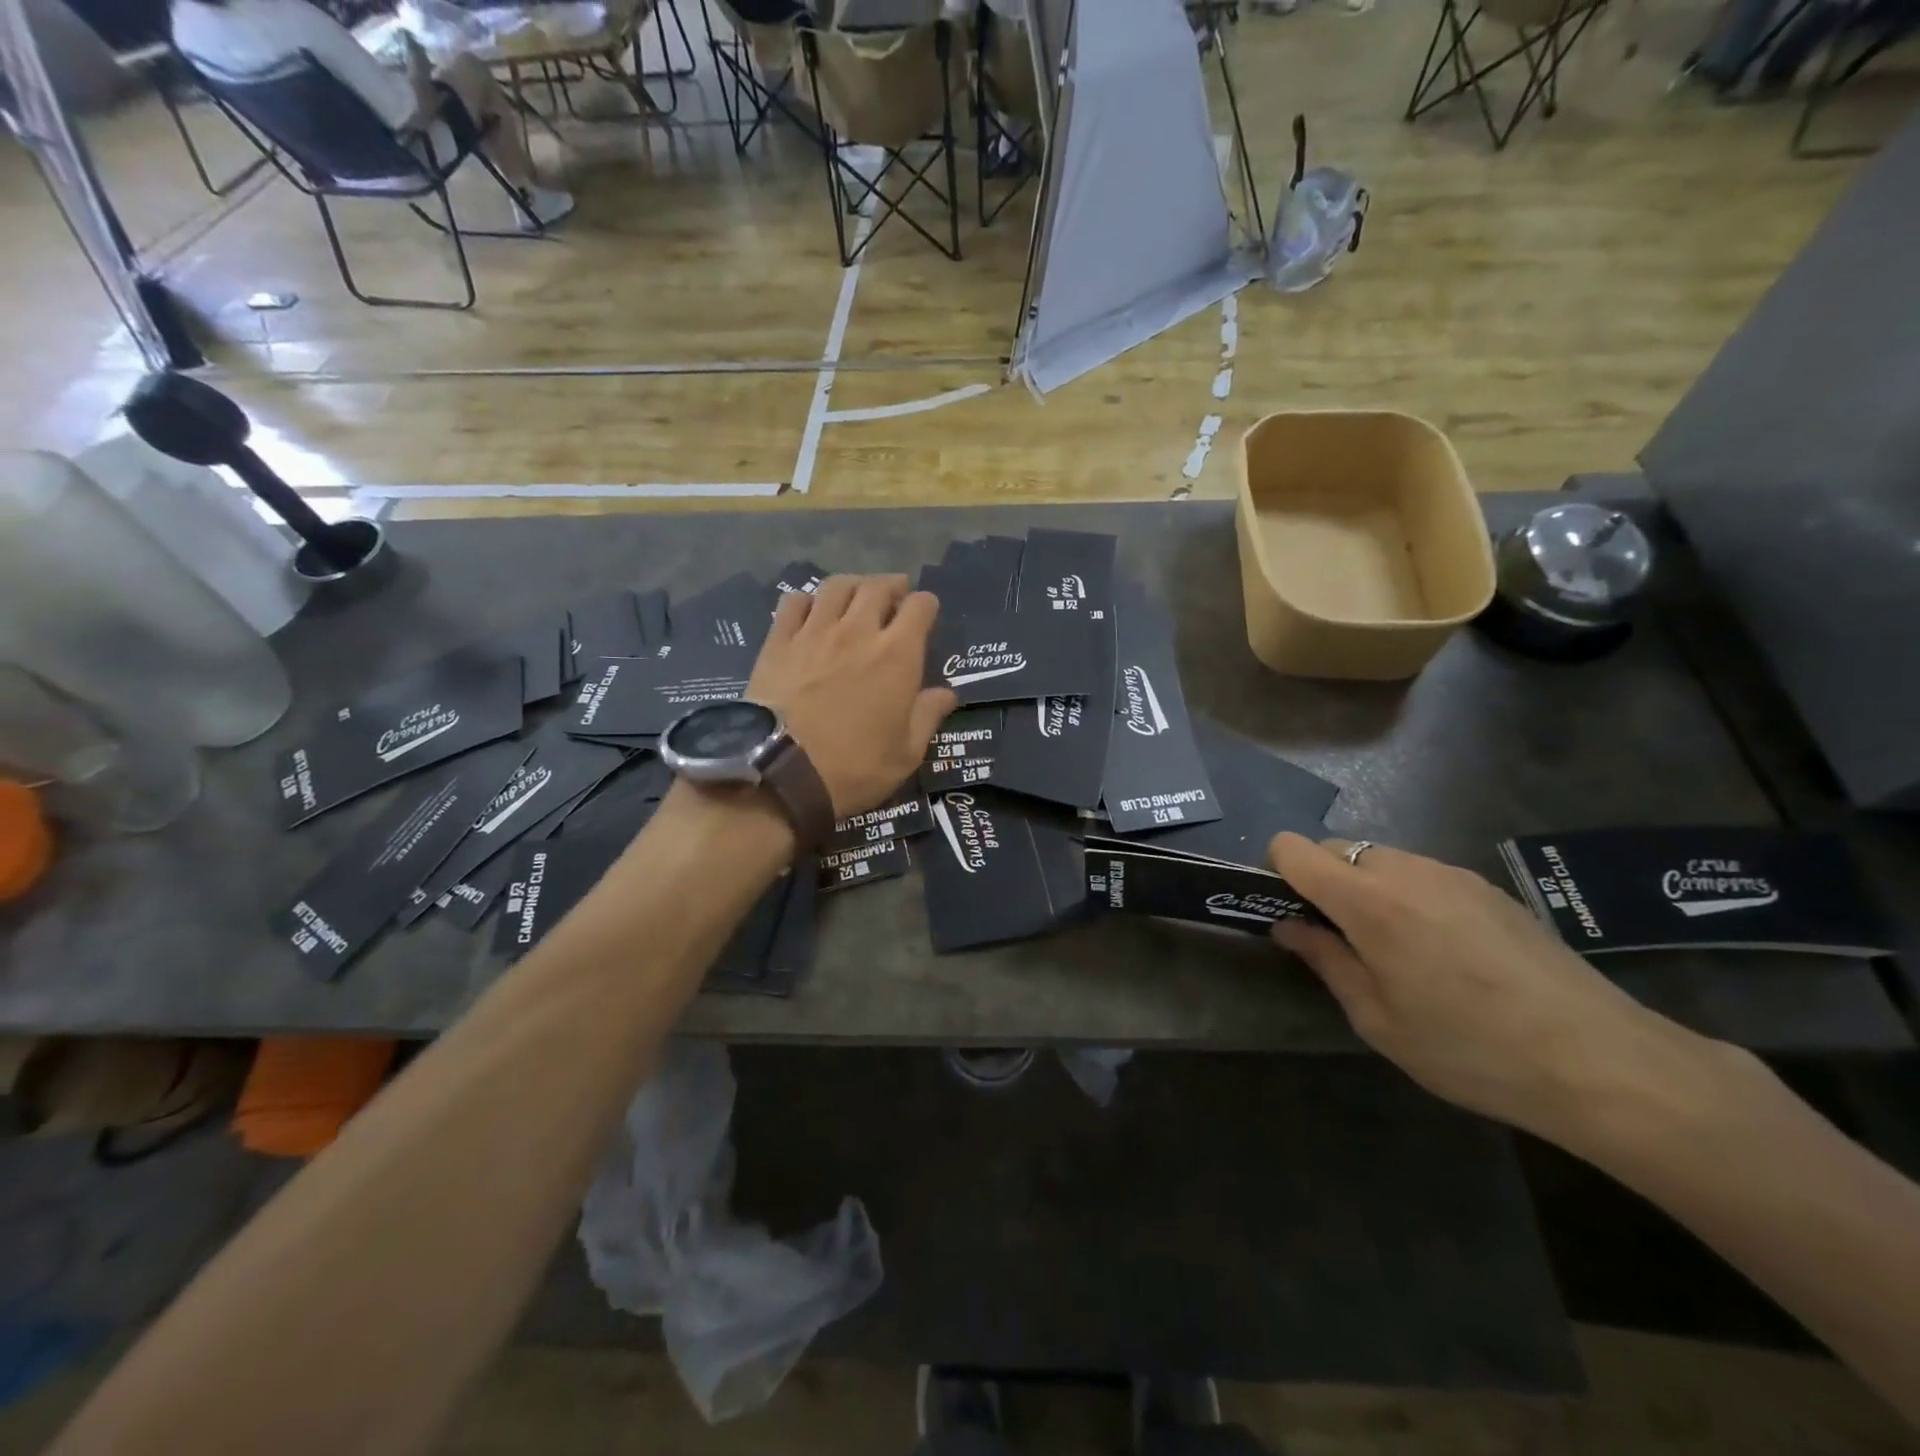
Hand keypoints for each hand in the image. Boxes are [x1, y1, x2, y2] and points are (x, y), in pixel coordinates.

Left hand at [746, 576, 955, 818]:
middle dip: (892, 586)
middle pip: (878, 586)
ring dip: (853, 585)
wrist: (779, 771)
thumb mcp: (905, 754)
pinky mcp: (778, 641)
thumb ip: (928, 717)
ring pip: (837, 586)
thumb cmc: (853, 767)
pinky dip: (807, 600)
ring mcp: (814, 632)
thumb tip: (947, 693)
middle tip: (894, 597)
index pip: (920, 606)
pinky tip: (810, 612)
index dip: (926, 605)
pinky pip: (793, 602)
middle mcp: (858, 631)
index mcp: (898, 655)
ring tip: (855, 596)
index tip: (925, 613)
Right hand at [1268, 834, 1700, 1146]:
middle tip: (1342, 940)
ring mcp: (1451, 873)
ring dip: (1367, 888)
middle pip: (1335, 849)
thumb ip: (1325, 960)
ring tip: (1396, 949)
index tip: (1291, 914)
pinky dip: (1407, 895)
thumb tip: (1288, 925)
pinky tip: (1443, 950)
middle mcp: (1405, 870)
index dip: (1278, 873)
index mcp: (1368, 900)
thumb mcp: (1378, 1020)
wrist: (1602, 1062)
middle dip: (1323, 882)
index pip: (1294, 848)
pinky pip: (1422, 873)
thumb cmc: (1470, 1049)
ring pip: (1380, 859)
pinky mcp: (1486, 886)